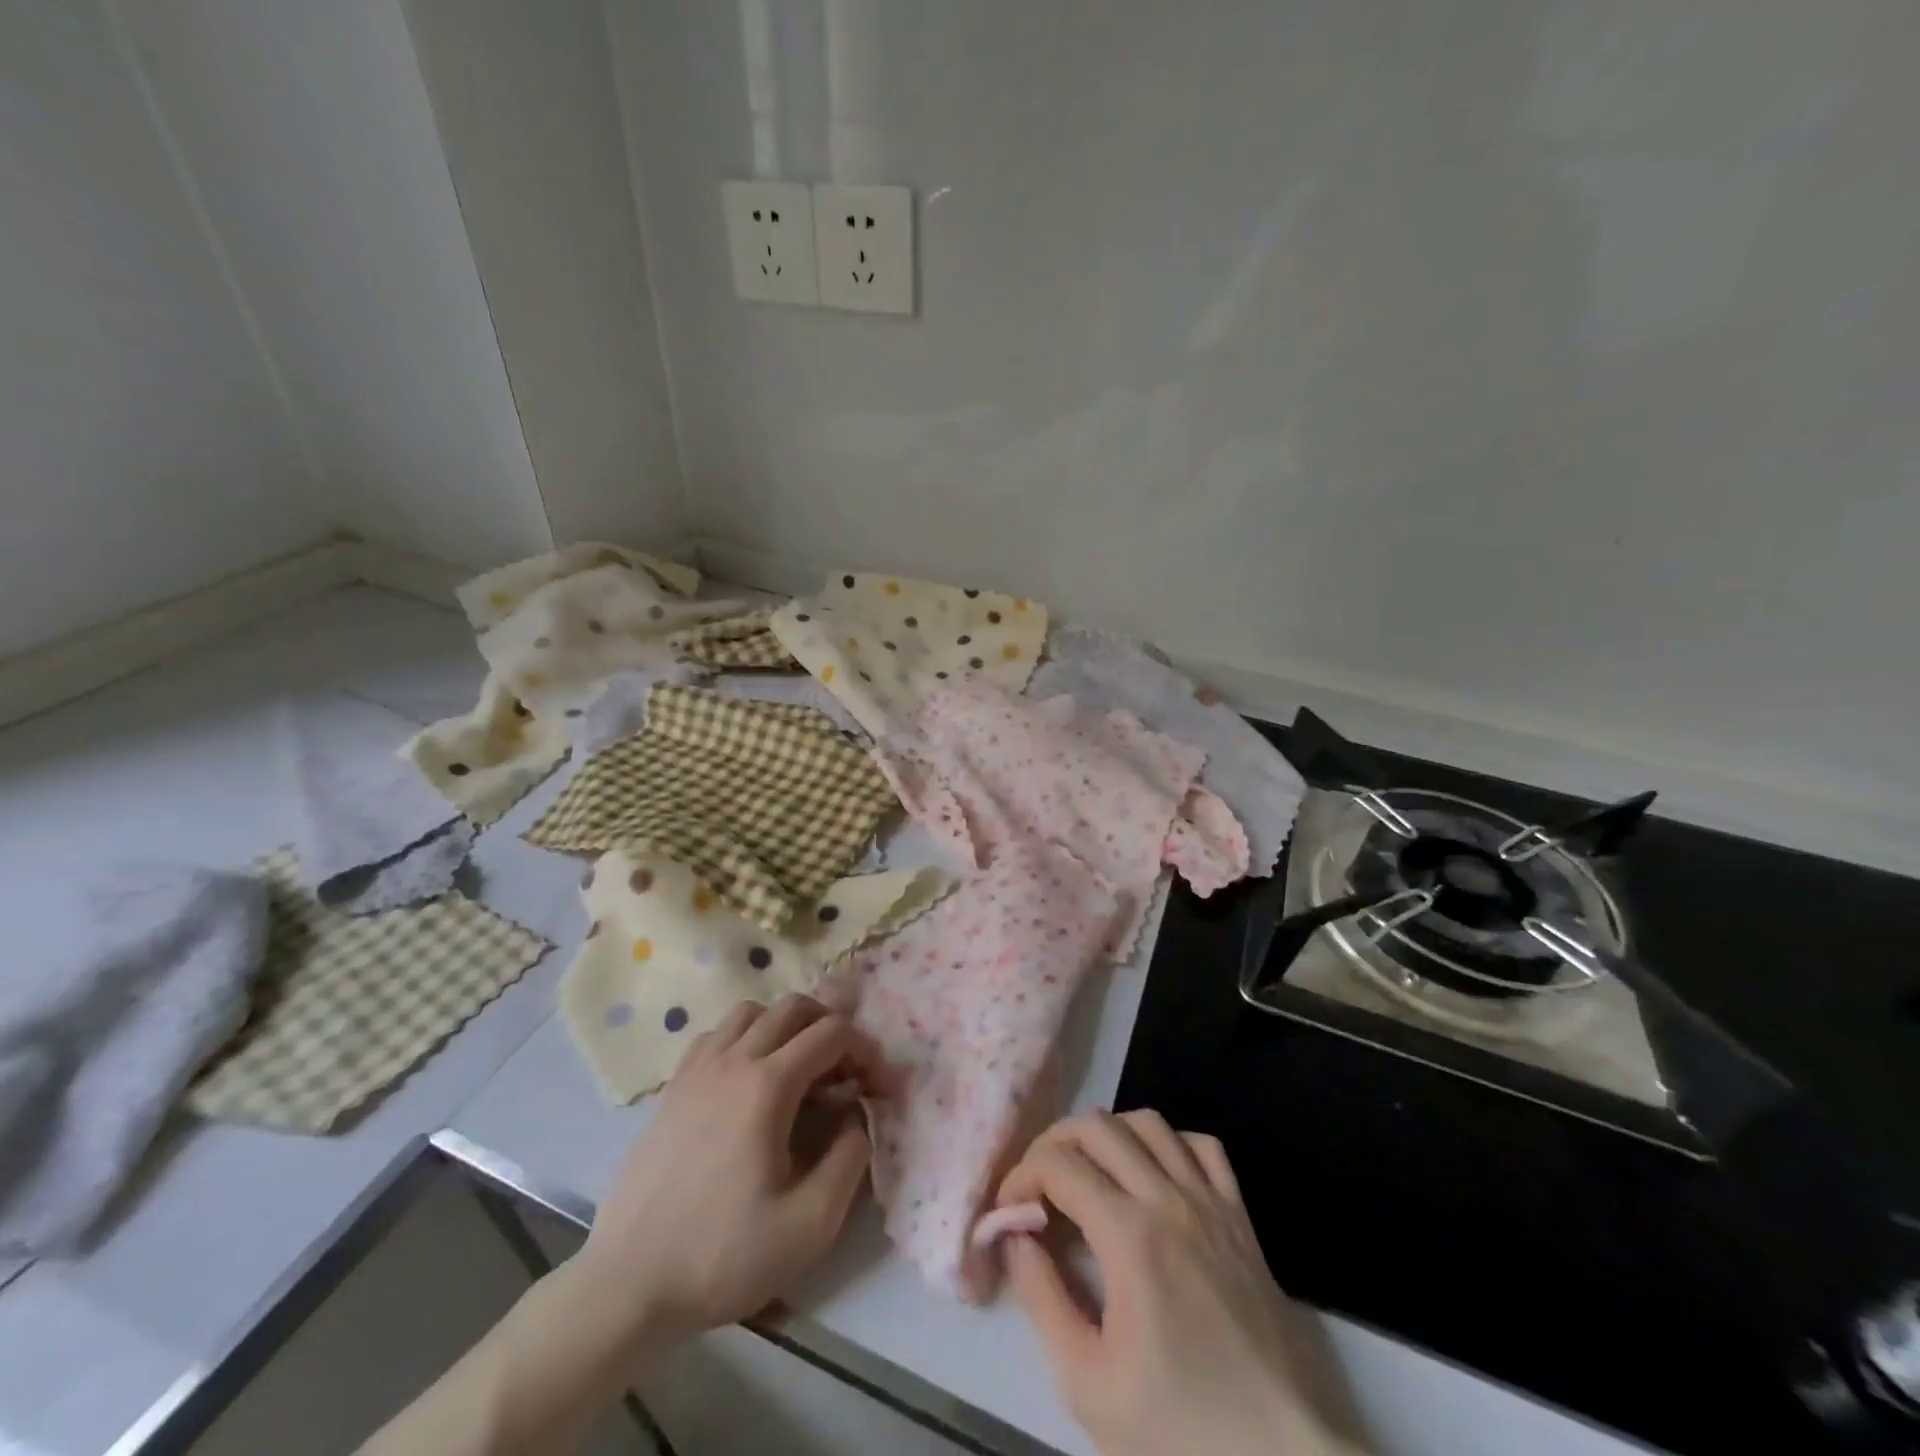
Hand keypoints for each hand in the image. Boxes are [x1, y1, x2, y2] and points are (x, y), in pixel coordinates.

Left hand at [573, 995, 883, 1342]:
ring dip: (785, 1026)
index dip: (866, 1050)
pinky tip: (748, 1079)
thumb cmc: (723, 1256)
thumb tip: (857, 1114)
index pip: (832, 1033)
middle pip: (793, 1006)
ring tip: (798, 1068)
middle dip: (830, 1026)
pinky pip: (716, 1034)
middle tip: (844, 1069)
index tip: (878, 1086)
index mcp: (768, 1085)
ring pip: (751, 1011)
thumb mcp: (811, 1223)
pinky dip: (744, 1038)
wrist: (629, 1286)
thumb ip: (850, 1157)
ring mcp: (696, 1069)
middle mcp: (732, 1060)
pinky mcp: (672, 1087)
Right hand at [997, 1110, 1367, 1455]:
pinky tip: (1153, 1173)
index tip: (1008, 1208)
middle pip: (1098, 1127)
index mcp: (1129, 1235)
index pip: (1059, 1165)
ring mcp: (1211, 1202)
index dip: (1021, 1175)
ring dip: (1107, 1133)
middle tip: (1037, 1183)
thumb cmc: (1180, 1430)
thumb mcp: (1088, 1384)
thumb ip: (1042, 1298)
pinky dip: (1168, 1142)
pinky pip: (1203, 1146)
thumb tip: (1014, 1236)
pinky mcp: (1241, 1217)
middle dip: (1054, 1143)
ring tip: (1088, 1170)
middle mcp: (1169, 1199)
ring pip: (1149, 1123)